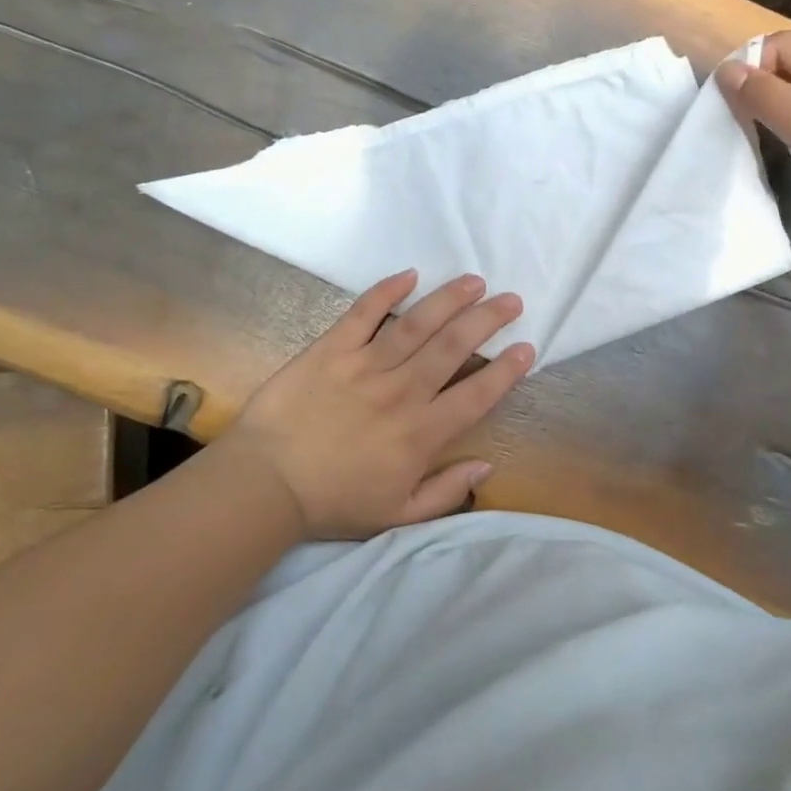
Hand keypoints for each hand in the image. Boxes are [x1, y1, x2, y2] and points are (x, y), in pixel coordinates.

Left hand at [222, 271, 534, 538]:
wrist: (264, 484)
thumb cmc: (333, 501)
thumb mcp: (398, 515)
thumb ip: (446, 492)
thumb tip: (487, 466)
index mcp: (421, 433)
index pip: (476, 394)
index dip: (507, 370)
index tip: (527, 347)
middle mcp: (401, 392)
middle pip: (453, 347)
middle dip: (488, 319)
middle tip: (511, 301)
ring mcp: (365, 366)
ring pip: (417, 324)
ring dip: (450, 299)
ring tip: (474, 281)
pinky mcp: (331, 349)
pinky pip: (363, 313)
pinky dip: (386, 291)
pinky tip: (409, 275)